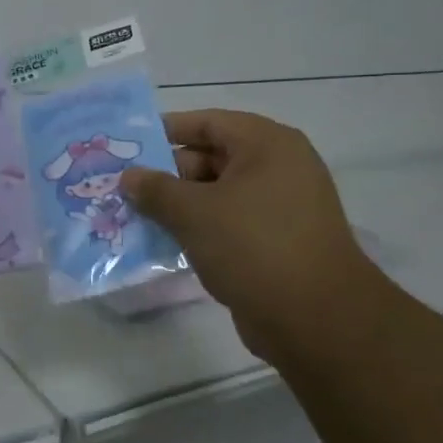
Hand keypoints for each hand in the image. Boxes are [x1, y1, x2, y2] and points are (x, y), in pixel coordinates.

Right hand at [121, 110, 388, 372]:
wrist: (316, 319)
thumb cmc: (254, 246)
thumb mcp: (194, 213)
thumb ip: (156, 190)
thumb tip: (129, 176)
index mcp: (267, 144)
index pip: (207, 123)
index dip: (166, 131)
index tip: (129, 146)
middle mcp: (279, 167)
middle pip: (212, 158)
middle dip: (168, 174)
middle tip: (126, 188)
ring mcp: (282, 206)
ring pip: (219, 194)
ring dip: (181, 206)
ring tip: (137, 217)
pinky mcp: (279, 241)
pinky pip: (231, 223)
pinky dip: (202, 229)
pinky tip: (168, 243)